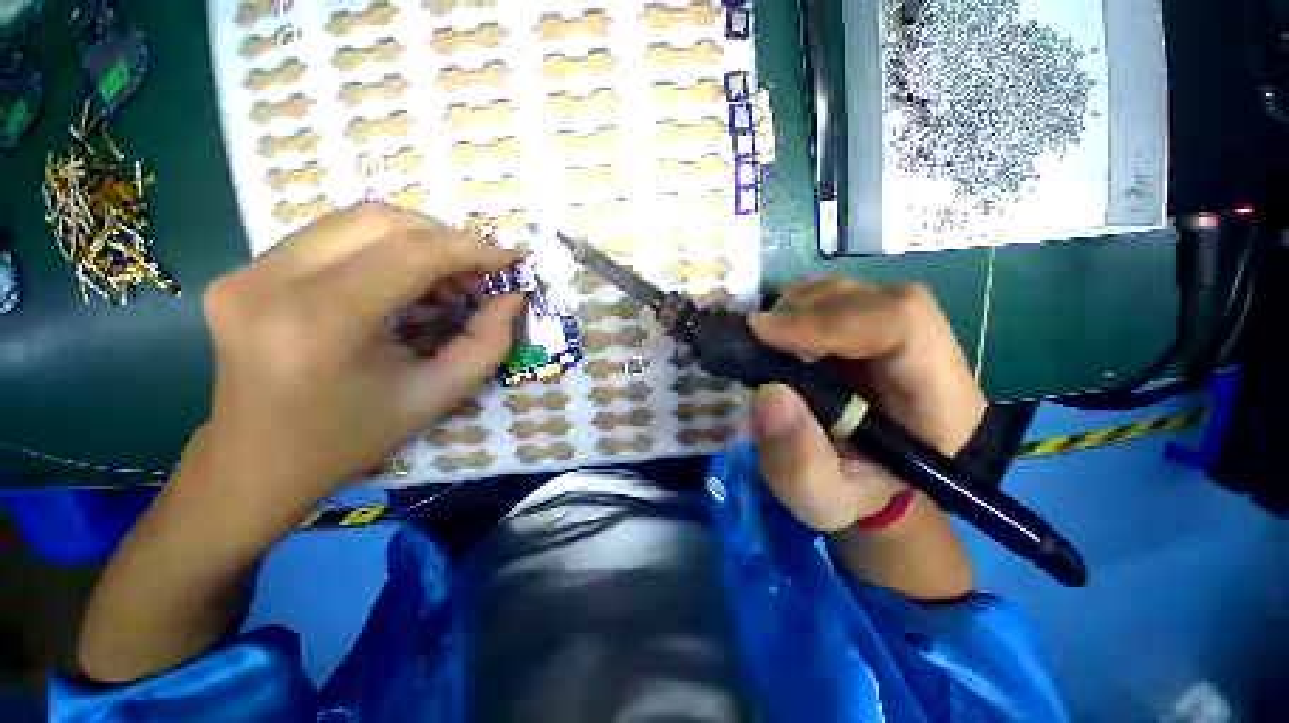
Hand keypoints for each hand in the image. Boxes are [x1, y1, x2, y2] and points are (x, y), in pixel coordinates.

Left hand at [191, 202, 521, 525]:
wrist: (256, 463)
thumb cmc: (351, 438)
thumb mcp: (435, 397)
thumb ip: (487, 344)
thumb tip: (512, 299)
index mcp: (319, 323)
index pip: (409, 253)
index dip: (470, 248)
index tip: (510, 258)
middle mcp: (270, 281)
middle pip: (378, 221)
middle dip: (445, 239)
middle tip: (477, 275)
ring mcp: (248, 271)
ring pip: (355, 221)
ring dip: (416, 242)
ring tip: (445, 283)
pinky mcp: (245, 270)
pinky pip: (332, 238)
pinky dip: (384, 250)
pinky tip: (404, 285)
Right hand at [747, 277, 984, 531]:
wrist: (862, 480)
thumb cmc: (849, 494)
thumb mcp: (818, 499)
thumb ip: (798, 461)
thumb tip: (770, 393)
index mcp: (939, 400)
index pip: (904, 325)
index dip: (832, 321)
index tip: (766, 334)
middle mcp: (929, 355)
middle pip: (880, 299)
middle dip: (809, 310)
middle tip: (757, 335)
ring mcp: (899, 335)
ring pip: (855, 292)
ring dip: (800, 306)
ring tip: (766, 338)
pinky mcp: (869, 327)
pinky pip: (836, 296)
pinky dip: (798, 305)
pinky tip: (779, 333)